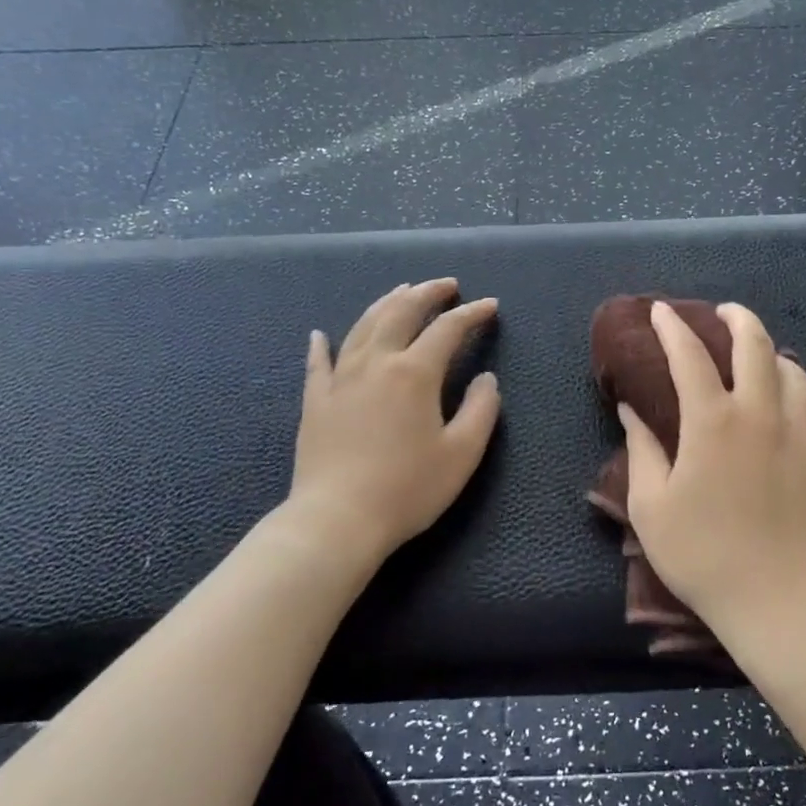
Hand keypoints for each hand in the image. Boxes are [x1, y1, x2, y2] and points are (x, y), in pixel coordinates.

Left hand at [280, 279, 499, 572]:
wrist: (337, 520)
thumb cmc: (407, 489)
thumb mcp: (462, 454)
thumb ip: (481, 410)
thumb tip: (486, 378)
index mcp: (414, 373)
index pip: (448, 329)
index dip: (472, 314)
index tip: (490, 306)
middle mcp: (376, 363)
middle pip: (401, 312)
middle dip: (427, 293)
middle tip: (447, 285)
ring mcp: (340, 379)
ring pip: (363, 326)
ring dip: (386, 303)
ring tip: (402, 291)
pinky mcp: (315, 401)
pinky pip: (318, 362)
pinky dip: (321, 344)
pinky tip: (319, 333)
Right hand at [619, 302, 805, 634]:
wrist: (778, 602)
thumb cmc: (702, 554)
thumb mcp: (651, 506)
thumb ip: (641, 449)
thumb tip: (631, 409)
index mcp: (712, 421)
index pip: (689, 355)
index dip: (672, 327)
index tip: (661, 312)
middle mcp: (761, 414)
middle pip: (755, 345)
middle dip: (737, 318)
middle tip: (724, 314)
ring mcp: (801, 435)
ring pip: (796, 373)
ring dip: (775, 356)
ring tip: (762, 360)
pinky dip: (804, 401)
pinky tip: (795, 411)